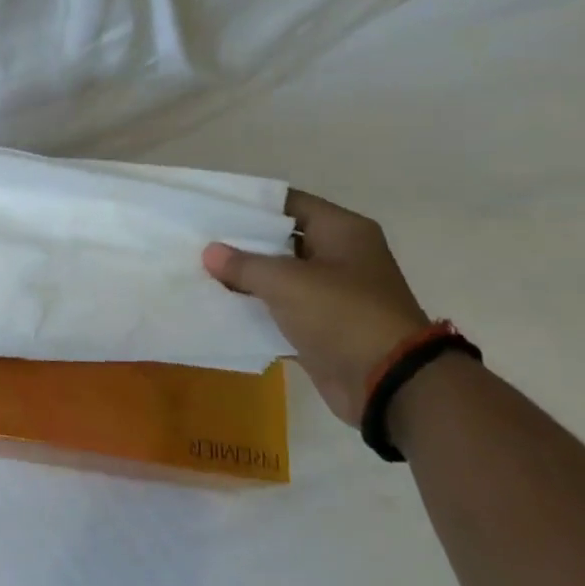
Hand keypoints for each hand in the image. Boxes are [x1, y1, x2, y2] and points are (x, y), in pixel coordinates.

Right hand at [203, 191, 430, 426]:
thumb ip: (244, 264)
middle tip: (197, 238)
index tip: (211, 205)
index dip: (250, 202)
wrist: (387, 382)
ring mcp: (331, 293)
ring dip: (244, 277)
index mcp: (342, 231)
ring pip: (278, 275)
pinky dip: (254, 308)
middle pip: (281, 239)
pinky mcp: (321, 325)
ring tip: (199, 269)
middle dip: (241, 241)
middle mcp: (340, 256)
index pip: (289, 202)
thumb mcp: (287, 282)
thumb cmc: (342, 315)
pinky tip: (217, 304)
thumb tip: (210, 252)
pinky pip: (280, 308)